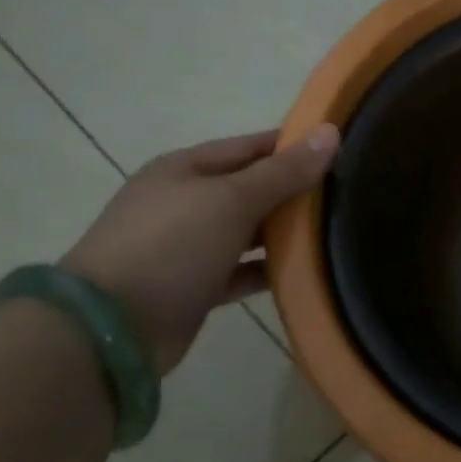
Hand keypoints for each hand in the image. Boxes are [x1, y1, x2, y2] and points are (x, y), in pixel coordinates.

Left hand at [61, 125, 338, 372]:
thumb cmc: (172, 246)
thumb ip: (285, 171)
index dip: (296, 146)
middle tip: (350, 195)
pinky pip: (242, 271)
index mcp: (188, 169)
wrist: (110, 329)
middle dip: (297, 191)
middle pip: (252, 188)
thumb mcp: (233, 199)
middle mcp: (186, 202)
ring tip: (338, 233)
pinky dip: (269, 271)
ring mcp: (188, 246)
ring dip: (286, 233)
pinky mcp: (195, 287)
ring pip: (249, 231)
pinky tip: (306, 273)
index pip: (253, 147)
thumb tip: (331, 132)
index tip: (344, 151)